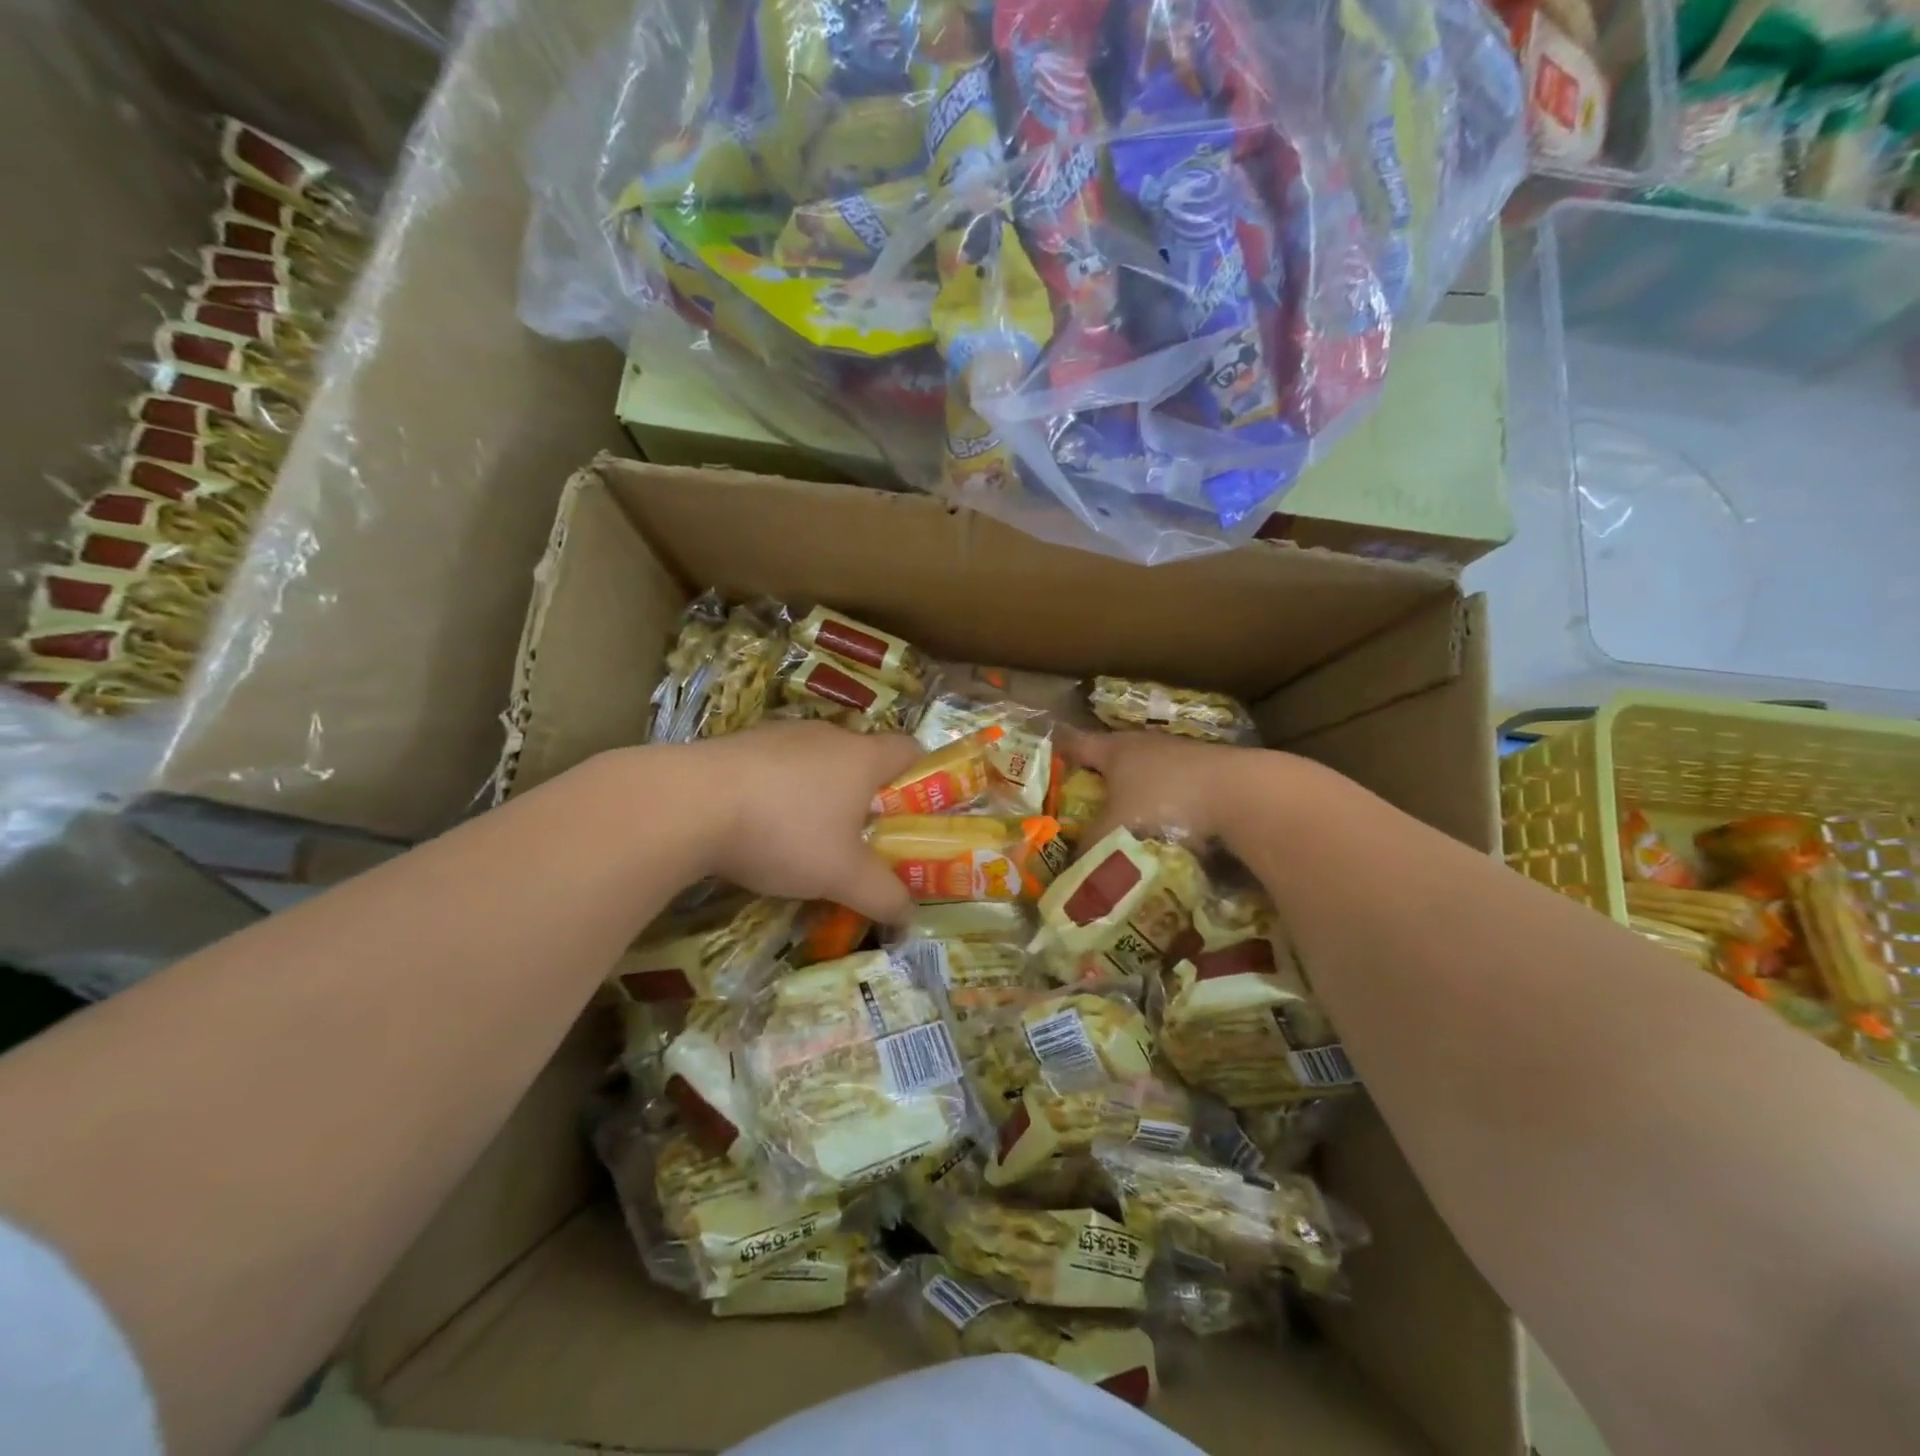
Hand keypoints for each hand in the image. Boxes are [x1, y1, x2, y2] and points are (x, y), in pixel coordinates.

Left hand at [683, 720, 922, 922]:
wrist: (688, 803)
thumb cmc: (785, 832)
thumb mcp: (841, 876)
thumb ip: (882, 896)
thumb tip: (909, 918)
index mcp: (862, 757)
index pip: (910, 751)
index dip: (921, 778)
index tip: (913, 814)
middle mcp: (826, 735)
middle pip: (861, 758)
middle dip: (866, 797)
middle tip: (861, 839)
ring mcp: (780, 735)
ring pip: (816, 762)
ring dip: (819, 794)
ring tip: (804, 838)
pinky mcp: (739, 743)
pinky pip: (775, 766)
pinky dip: (778, 791)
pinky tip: (758, 826)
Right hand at [1066, 728, 1259, 848]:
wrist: (1244, 795)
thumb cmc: (1164, 804)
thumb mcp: (1116, 834)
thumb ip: (1091, 851)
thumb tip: (1073, 873)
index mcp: (1115, 749)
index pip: (1077, 744)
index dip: (1060, 755)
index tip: (1048, 766)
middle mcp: (1147, 744)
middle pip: (1114, 757)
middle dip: (1101, 779)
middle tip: (1086, 805)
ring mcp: (1183, 754)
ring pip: (1150, 772)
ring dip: (1140, 793)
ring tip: (1131, 821)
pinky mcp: (1212, 771)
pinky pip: (1179, 787)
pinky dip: (1171, 804)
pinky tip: (1174, 829)